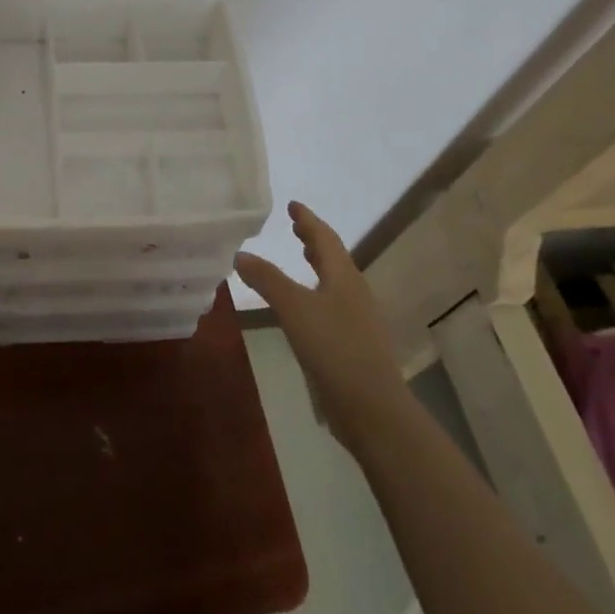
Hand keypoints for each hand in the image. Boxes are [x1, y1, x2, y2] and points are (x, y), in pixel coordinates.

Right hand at [236, 201, 406, 448]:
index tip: (293, 205)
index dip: (308, 220)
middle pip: (333, 258)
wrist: (373, 408)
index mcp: (343, 276)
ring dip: (318, 265)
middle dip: (313, 240)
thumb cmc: (334, 347)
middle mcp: (354, 292)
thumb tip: (240, 254)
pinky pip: (333, 303)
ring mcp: (357, 319)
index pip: (325, 238)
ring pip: (335, 281)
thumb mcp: (293, 308)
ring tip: (302, 257)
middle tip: (296, 227)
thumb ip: (267, 279)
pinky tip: (305, 306)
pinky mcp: (355, 344)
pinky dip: (317, 291)